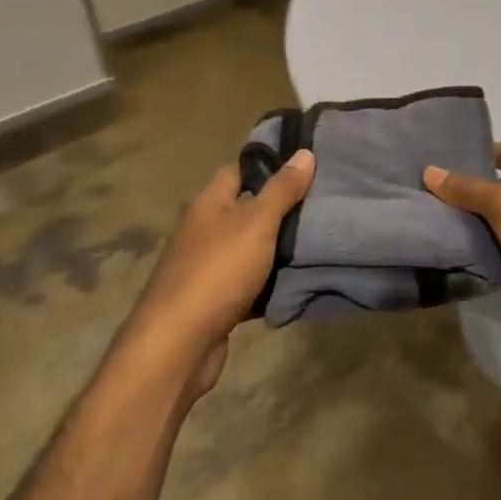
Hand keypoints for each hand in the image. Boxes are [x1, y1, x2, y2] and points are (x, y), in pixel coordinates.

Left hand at [131, 149, 313, 399]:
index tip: (305, 164)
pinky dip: (270, 281)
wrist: (177, 347)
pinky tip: (298, 279)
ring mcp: (208, 267)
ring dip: (278, 246)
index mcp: (209, 204)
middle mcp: (204, 231)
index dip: (269, 164)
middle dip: (282, 207)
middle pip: (248, 209)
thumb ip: (282, 189)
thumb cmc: (217, 272)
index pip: (239, 170)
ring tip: (320, 236)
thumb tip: (304, 152)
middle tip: (323, 201)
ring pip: (251, 247)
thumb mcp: (257, 222)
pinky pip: (250, 281)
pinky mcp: (215, 300)